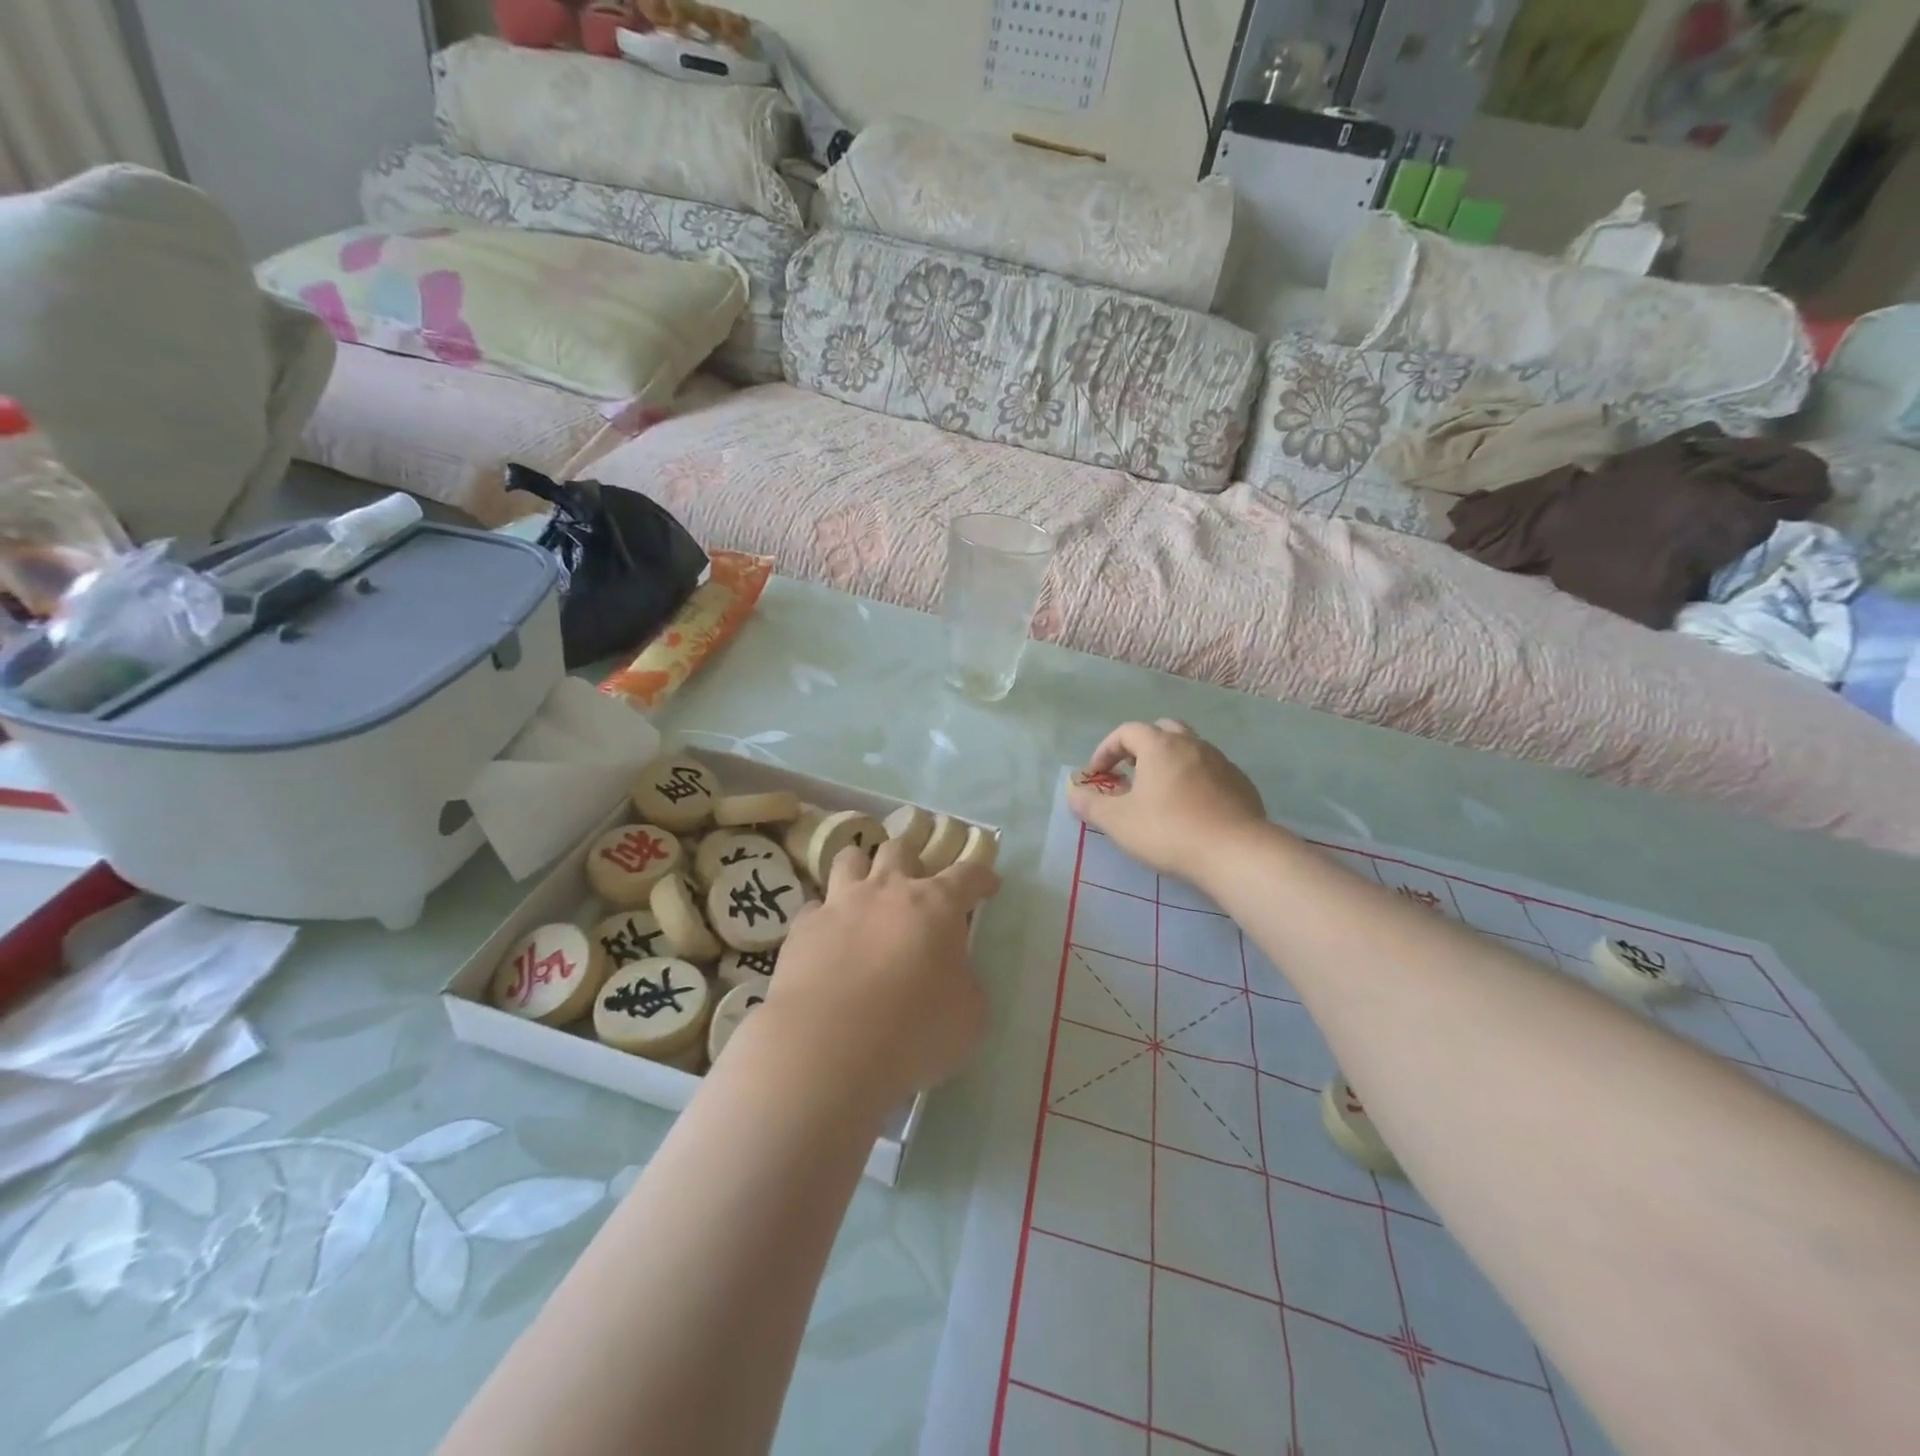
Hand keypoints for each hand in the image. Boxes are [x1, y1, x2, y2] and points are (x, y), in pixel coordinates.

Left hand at [756, 838, 999, 1112]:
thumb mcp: (969, 1015)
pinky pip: (814, 906)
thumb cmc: (914, 1029)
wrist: (829, 1046)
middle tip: (916, 886)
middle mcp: (887, 890)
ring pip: (849, 859)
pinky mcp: (802, 928)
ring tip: (865, 891)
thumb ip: (966, 984)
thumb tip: (954, 976)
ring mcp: (840, 904)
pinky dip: (824, 916)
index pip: (967, 875)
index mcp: (936, 905)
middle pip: (900, 850)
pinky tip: (828, 938)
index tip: (988, 885)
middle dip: (911, 861)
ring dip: (861, 869)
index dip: (981, 877)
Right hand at [1068, 720, 1267, 883]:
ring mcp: (1221, 761)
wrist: (1235, 852)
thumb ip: (1091, 805)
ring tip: (1159, 792)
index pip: (1127, 731)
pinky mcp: (1241, 783)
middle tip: (1130, 773)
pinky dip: (1194, 779)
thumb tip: (1073, 793)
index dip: (1106, 749)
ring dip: (1169, 762)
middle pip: (1162, 730)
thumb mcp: (1118, 821)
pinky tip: (1190, 808)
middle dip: (1141, 747)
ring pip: (1189, 749)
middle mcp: (1192, 744)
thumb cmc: (1168, 831)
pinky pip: (1210, 770)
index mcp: (1160, 746)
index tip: (1097, 775)